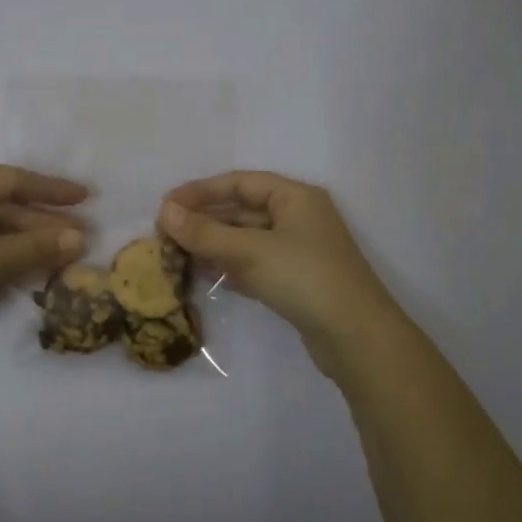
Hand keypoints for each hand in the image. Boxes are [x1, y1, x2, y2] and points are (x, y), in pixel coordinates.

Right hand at [158, 171, 407, 375]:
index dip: (200, 191)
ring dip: (212, 244)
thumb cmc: (305, 278)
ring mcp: (298, 251)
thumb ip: (205, 232)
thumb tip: (164, 212)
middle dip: (204, 220)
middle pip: (242, 210)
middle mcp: (298, 217)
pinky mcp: (295, 281)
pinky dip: (228, 266)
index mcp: (295, 197)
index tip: (165, 205)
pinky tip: (203, 274)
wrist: (356, 337)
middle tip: (165, 232)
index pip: (239, 183)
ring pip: (246, 239)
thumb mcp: (250, 251)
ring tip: (175, 253)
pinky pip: (254, 263)